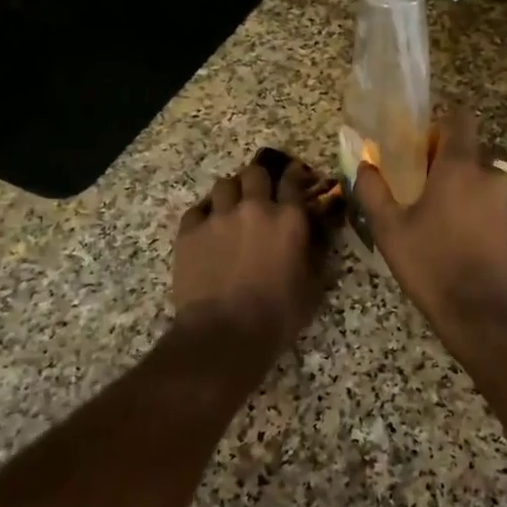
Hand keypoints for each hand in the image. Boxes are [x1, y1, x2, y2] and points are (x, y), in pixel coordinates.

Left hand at [173, 156, 326, 350]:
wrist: (223, 334)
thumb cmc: (276, 315)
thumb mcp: (311, 286)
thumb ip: (315, 252)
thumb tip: (317, 233)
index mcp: (288, 218)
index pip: (293, 180)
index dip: (294, 175)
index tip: (294, 178)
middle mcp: (253, 207)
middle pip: (255, 173)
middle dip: (259, 180)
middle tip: (260, 195)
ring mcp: (218, 216)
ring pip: (224, 185)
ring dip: (231, 193)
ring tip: (231, 210)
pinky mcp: (189, 231)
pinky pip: (197, 209)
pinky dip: (205, 215)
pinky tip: (207, 230)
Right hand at [353, 107, 506, 331]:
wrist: (484, 314)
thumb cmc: (432, 265)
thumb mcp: (390, 230)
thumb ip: (374, 191)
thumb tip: (364, 164)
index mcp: (460, 166)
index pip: (460, 119)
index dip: (441, 124)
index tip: (422, 143)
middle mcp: (491, 174)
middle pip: (468, 152)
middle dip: (446, 163)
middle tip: (420, 187)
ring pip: (481, 180)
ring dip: (462, 188)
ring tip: (437, 217)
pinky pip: (492, 203)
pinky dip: (476, 210)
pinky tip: (457, 236)